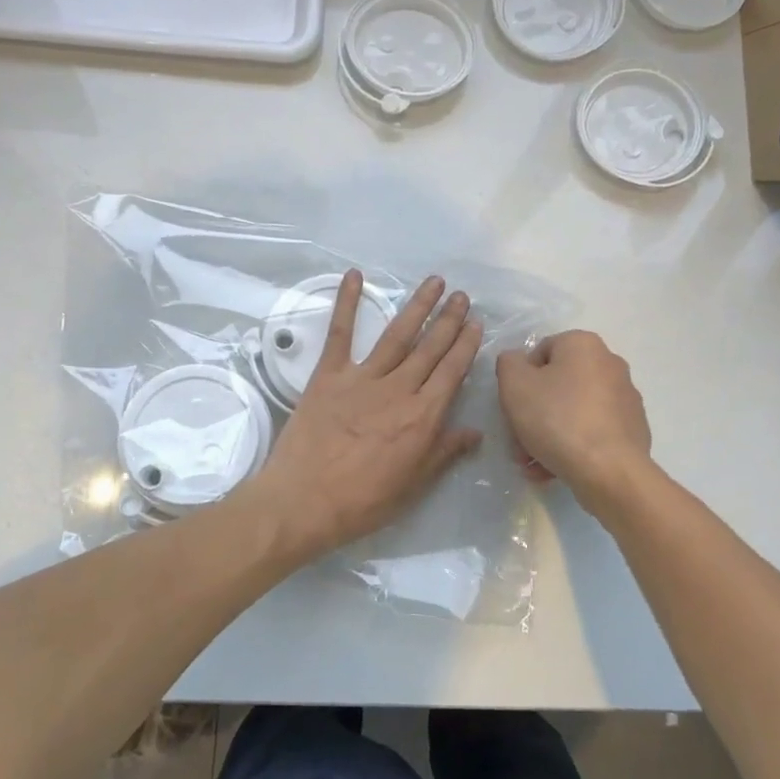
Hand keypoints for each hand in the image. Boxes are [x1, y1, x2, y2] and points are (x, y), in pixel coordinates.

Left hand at [250, 271, 483, 562]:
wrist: (303, 501)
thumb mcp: (413, 485)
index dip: (466, 346)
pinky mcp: (328, 375)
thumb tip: (475, 432)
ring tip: (433, 283)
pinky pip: (340, 333)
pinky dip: (346, 303)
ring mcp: (362, 378)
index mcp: (422, 416)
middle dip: (449, 320)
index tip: (476, 324)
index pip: (451, 372)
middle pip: (430, 347)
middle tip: (462, 295)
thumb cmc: (362, 501)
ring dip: (418, 307)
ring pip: (397, 335)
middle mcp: (398, 389)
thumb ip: (444, 453)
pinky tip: (355, 276)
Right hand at [495, 331, 652, 503]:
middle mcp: (609, 364)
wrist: (609, 471)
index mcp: (583, 345)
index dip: (519, 381)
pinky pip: (593, 431)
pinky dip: (573, 445)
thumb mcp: (514, 385)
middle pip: (557, 385)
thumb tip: (516, 362)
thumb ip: (508, 363)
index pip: (540, 353)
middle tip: (519, 443)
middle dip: (533, 414)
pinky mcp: (633, 429)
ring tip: (533, 464)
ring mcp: (625, 398)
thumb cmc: (557, 419)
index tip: (513, 408)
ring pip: (573, 411)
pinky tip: (556, 468)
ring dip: (548, 434)